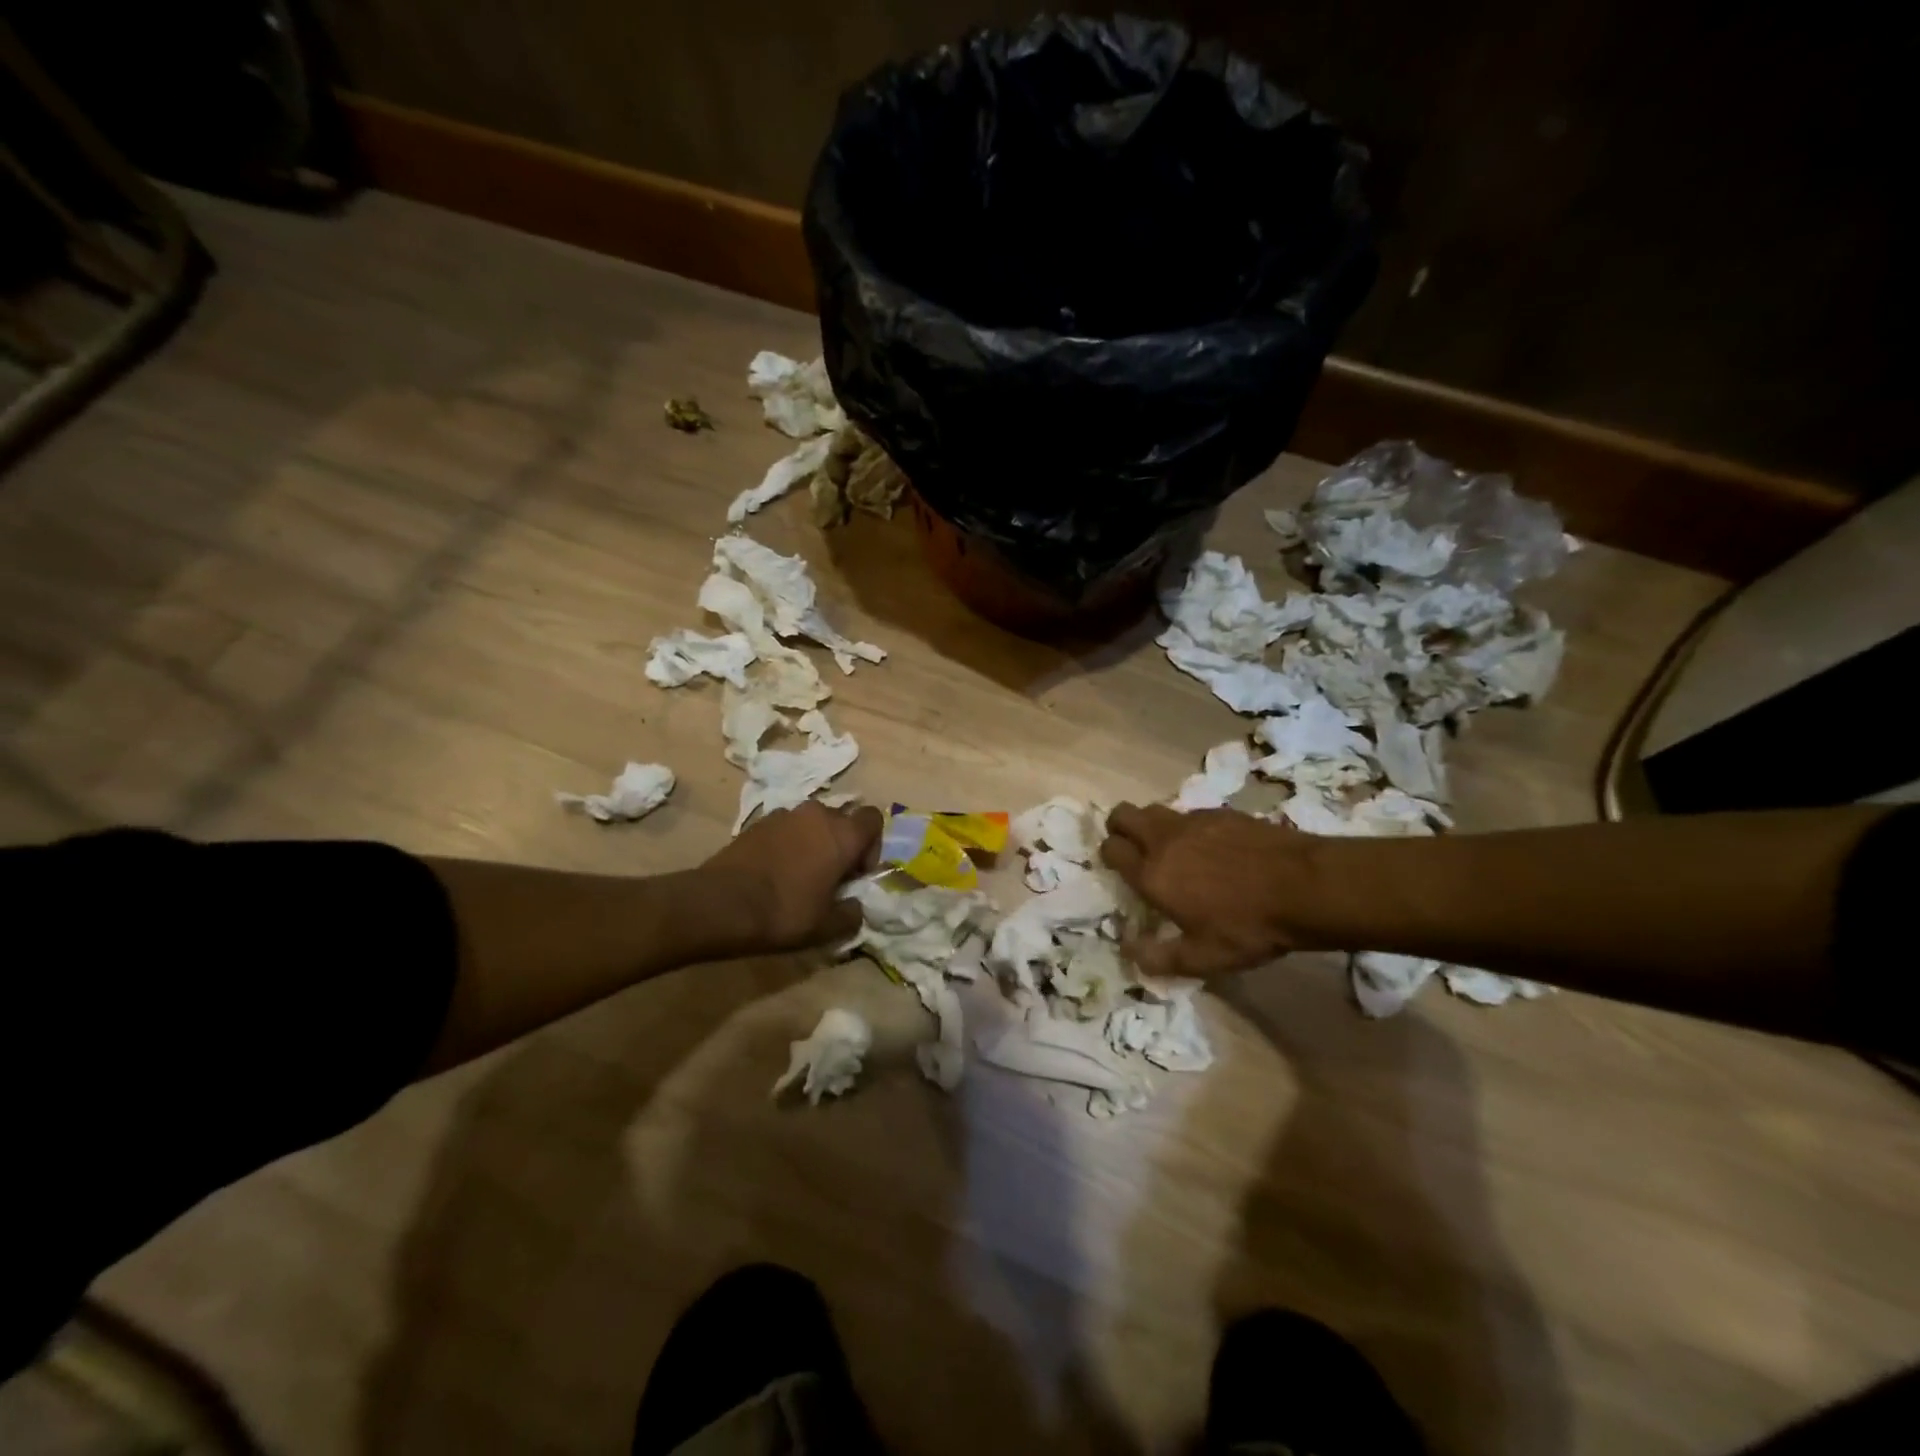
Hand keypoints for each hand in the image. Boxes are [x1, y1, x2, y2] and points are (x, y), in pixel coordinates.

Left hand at [700, 802, 882, 952]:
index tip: (856, 873)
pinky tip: (774, 872)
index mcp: (843, 834)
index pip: (874, 819)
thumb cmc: (784, 912)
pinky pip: (785, 828)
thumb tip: (855, 907)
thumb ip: (852, 914)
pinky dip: (787, 844)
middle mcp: (817, 814)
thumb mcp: (827, 927)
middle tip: (830, 877)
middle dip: (841, 844)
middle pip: (842, 819)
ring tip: (800, 874)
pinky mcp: (757, 823)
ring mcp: (784, 814)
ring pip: (812, 822)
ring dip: (814, 842)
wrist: (720, 903)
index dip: (871, 845)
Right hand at [1101, 803, 1308, 978]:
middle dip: (1119, 827)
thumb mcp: (1203, 958)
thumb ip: (1160, 958)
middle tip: (1131, 846)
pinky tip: (1211, 847)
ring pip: (1155, 809)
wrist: (1305, 886)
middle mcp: (1164, 840)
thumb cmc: (1248, 927)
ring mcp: (1193, 821)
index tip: (1119, 868)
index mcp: (1152, 874)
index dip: (1109, 856)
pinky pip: (1189, 813)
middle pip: (1123, 814)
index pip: (1111, 849)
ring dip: (1152, 825)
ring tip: (1171, 849)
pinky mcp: (1221, 812)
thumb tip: (1129, 952)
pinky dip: (1188, 826)